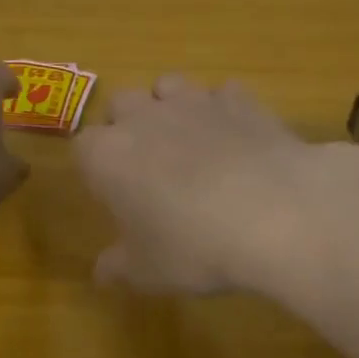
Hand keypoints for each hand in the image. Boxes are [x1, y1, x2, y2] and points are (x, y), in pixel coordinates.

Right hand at [75, 74, 322, 293]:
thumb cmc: (195, 247)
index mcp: (108, 156)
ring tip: (190, 142)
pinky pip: (223, 93)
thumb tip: (102, 272)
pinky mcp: (240, 100)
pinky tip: (237, 138)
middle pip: (122, 104)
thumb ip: (119, 267)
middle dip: (128, 125)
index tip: (112, 190)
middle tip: (148, 164)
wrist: (275, 213)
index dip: (96, 166)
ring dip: (171, 106)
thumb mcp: (149, 272)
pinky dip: (224, 110)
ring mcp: (195, 102)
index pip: (83, 146)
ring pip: (169, 85)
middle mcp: (144, 118)